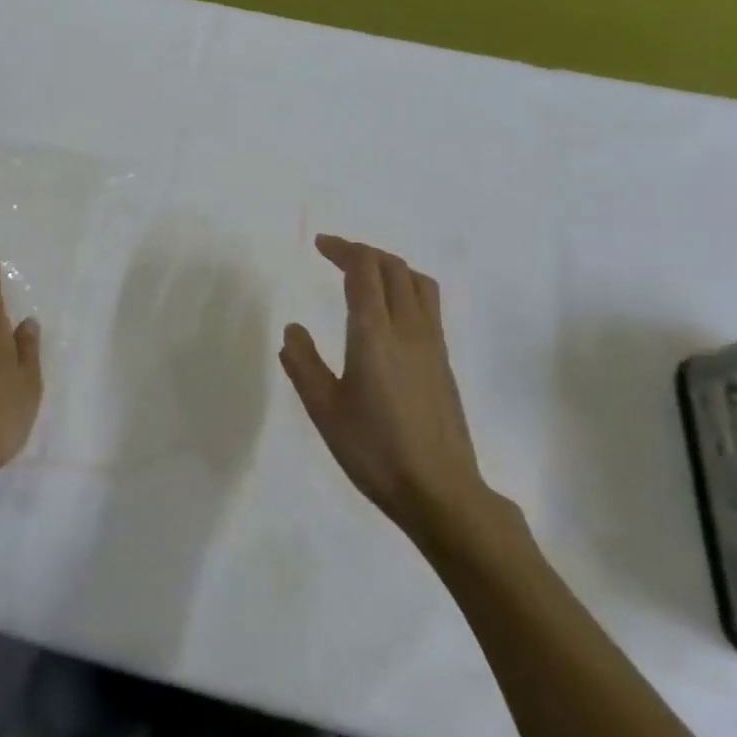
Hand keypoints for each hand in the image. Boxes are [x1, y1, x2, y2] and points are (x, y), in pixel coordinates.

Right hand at [279, 235, 506, 546]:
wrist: (441, 491)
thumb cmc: (376, 451)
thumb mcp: (324, 411)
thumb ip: (303, 365)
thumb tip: (293, 329)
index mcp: (374, 334)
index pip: (364, 270)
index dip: (342, 249)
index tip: (320, 245)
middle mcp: (407, 327)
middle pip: (392, 266)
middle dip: (363, 251)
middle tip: (335, 254)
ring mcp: (432, 342)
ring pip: (417, 281)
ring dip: (389, 265)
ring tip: (366, 274)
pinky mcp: (444, 360)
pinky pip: (427, 303)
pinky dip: (406, 286)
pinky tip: (391, 311)